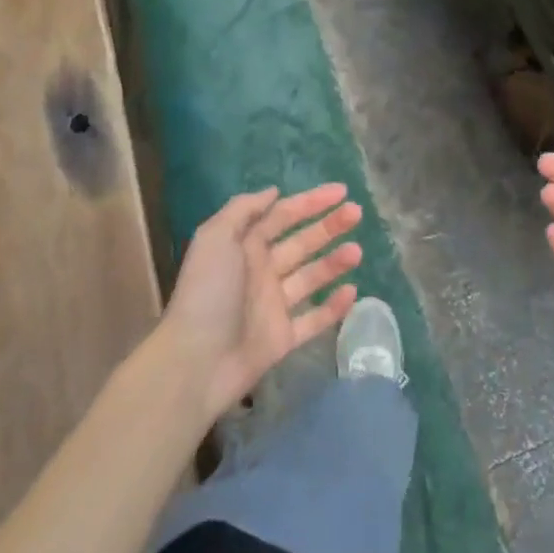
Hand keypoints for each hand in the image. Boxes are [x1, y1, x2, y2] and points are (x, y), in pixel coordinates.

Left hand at [161, 185, 363, 421]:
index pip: (283, 216)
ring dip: (334, 262)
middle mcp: (261, 272)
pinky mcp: (282, 338)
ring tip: (356, 252)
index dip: (310, 202)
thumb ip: (243, 210)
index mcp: (245, 247)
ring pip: (311, 277)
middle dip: (329, 226)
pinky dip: (334, 307)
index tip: (341, 191)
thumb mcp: (215, 238)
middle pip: (302, 242)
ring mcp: (273, 306)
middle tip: (356, 213)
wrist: (196, 361)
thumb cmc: (207, 293)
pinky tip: (352, 291)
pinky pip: (314, 319)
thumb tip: (273, 192)